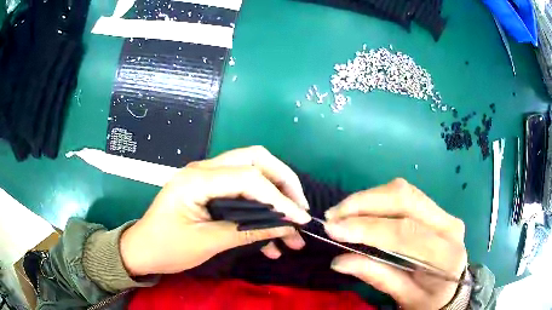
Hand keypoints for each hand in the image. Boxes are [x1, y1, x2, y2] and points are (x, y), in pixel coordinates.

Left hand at [120, 146, 310, 275]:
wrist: (143, 250)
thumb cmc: (167, 247)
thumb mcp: (207, 243)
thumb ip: (247, 232)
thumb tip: (287, 227)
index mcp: (198, 179)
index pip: (249, 178)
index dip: (280, 198)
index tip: (300, 220)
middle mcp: (205, 169)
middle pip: (254, 160)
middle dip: (283, 182)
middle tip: (299, 209)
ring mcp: (208, 178)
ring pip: (252, 173)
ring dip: (276, 197)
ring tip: (292, 231)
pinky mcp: (211, 191)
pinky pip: (243, 192)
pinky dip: (260, 211)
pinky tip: (270, 241)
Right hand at [324, 178, 466, 309]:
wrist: (453, 289)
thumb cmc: (430, 299)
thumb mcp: (404, 297)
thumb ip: (377, 276)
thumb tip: (338, 261)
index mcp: (446, 254)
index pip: (405, 232)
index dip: (368, 227)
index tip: (334, 229)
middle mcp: (449, 225)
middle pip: (405, 199)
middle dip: (364, 203)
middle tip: (333, 215)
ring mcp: (444, 213)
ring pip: (404, 191)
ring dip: (369, 198)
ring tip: (342, 212)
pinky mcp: (436, 209)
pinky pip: (405, 195)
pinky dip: (378, 198)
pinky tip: (361, 209)